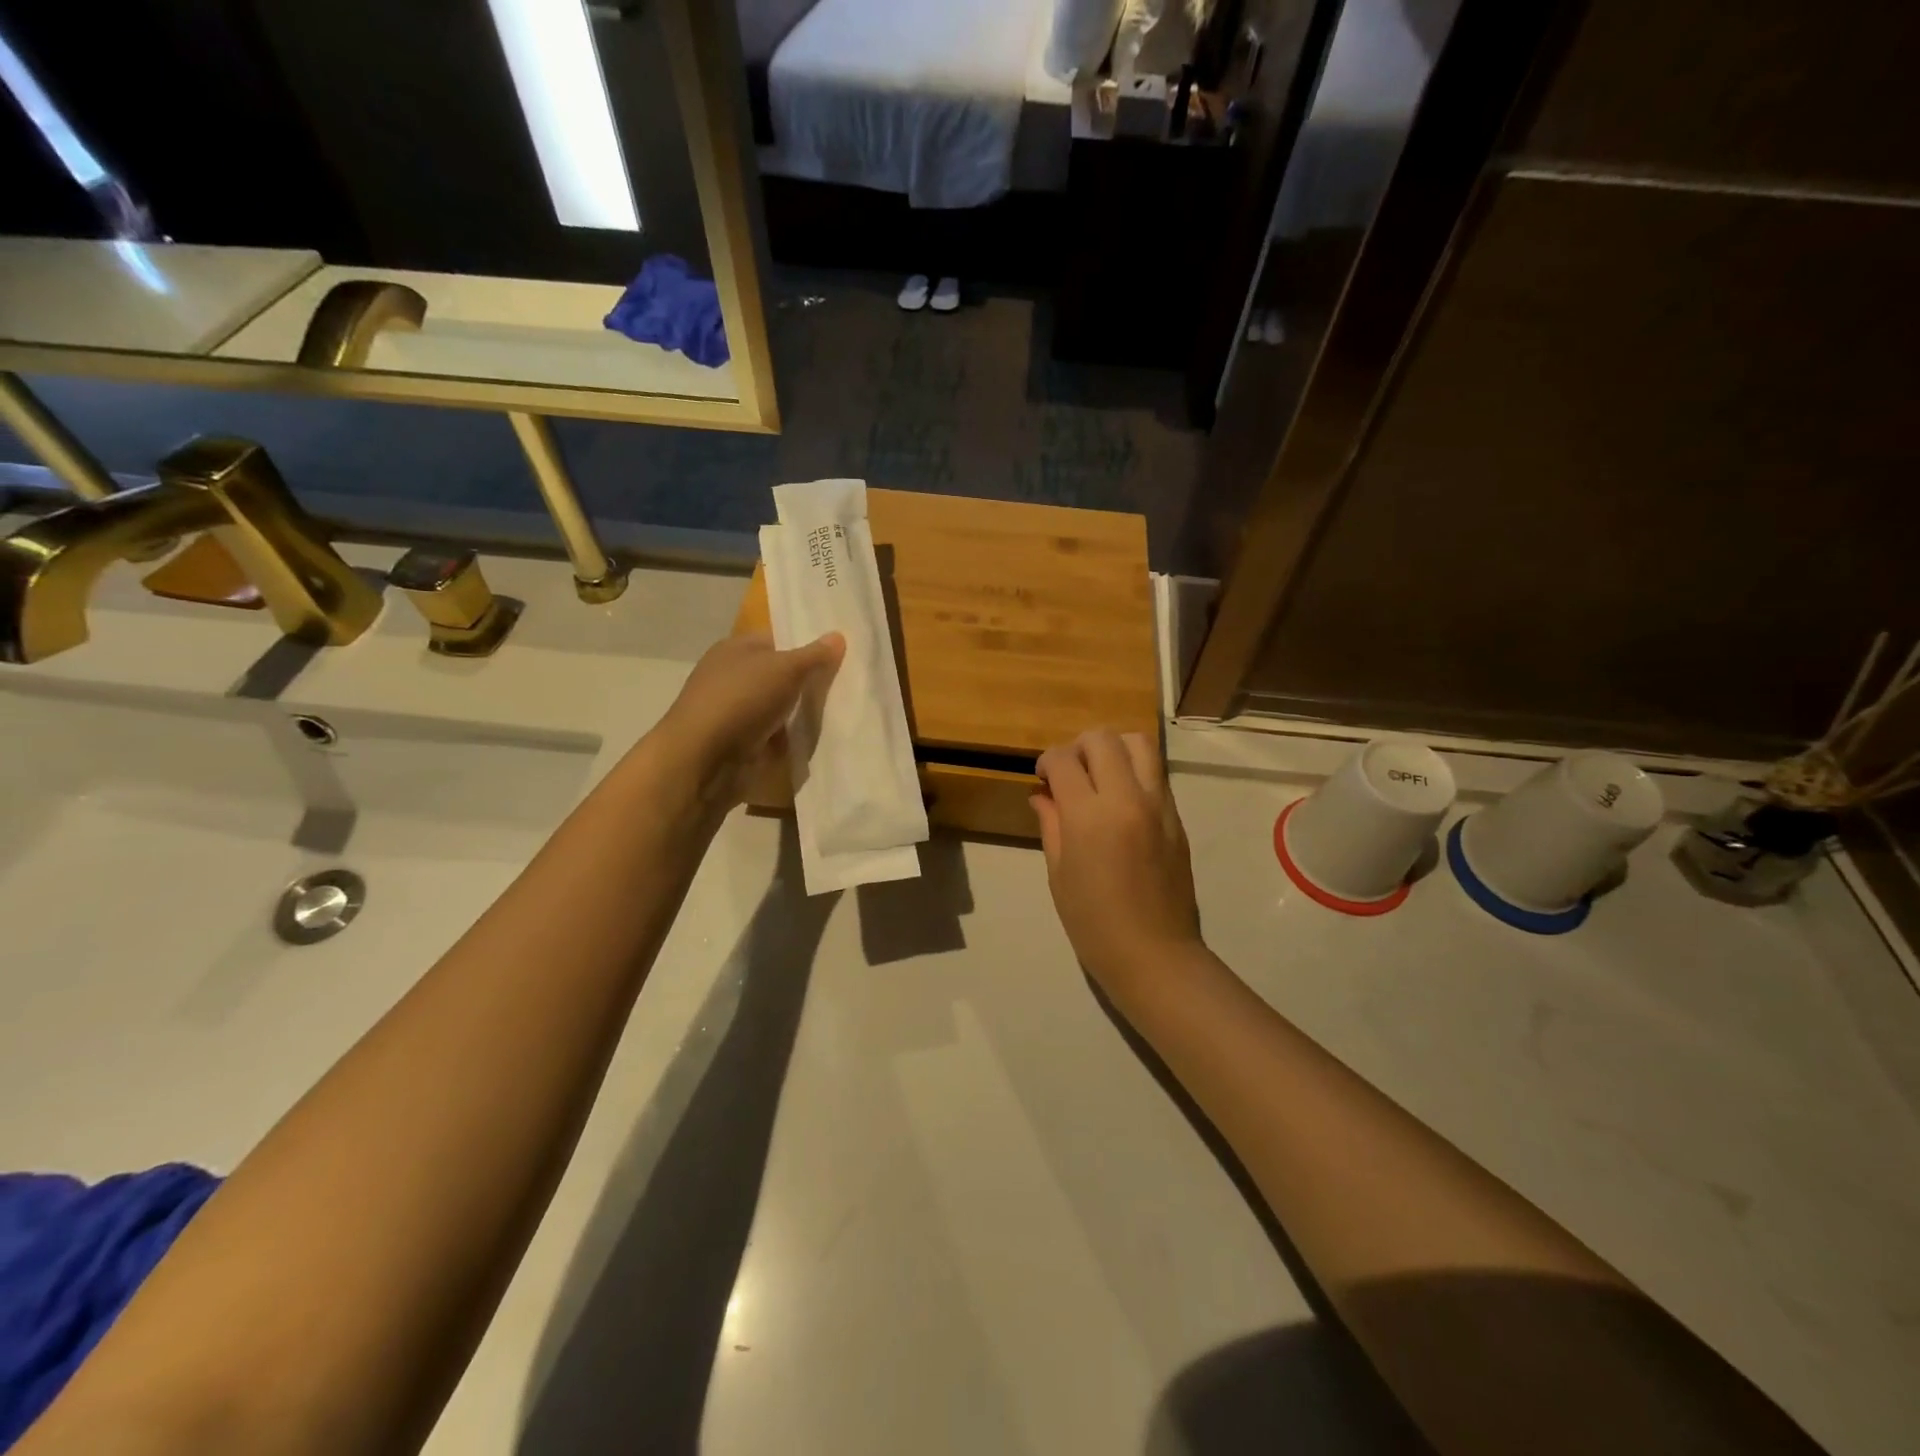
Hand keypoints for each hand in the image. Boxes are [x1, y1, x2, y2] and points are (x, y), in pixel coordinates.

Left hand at [654, 631, 843, 809]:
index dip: (806, 644)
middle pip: (779, 674)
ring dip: (800, 714)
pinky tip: (815, 742)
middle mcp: (732, 676)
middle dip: (808, 682)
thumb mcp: (785, 669)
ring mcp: (734, 711)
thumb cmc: (741, 700)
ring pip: (778, 707)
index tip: (839, 656)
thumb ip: (814, 655)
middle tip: (846, 687)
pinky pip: (773, 736)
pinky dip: (789, 740)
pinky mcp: (739, 743)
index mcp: (736, 649)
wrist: (702, 760)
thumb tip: (838, 635)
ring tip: (839, 716)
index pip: (777, 639)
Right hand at [1032, 730, 1201, 989]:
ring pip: (1139, 744)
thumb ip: (1051, 824)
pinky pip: (1156, 774)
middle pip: (1103, 739)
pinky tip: (1121, 801)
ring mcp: (1159, 805)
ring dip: (1113, 749)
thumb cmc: (1093, 923)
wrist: (1154, 955)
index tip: (1042, 777)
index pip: (1064, 760)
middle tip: (1069, 773)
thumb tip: (1043, 795)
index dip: (1046, 762)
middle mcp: (1127, 798)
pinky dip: (1135, 771)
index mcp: (1090, 816)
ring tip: (1100, 776)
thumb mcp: (1058, 874)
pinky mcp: (1177, 818)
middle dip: (1078, 747)